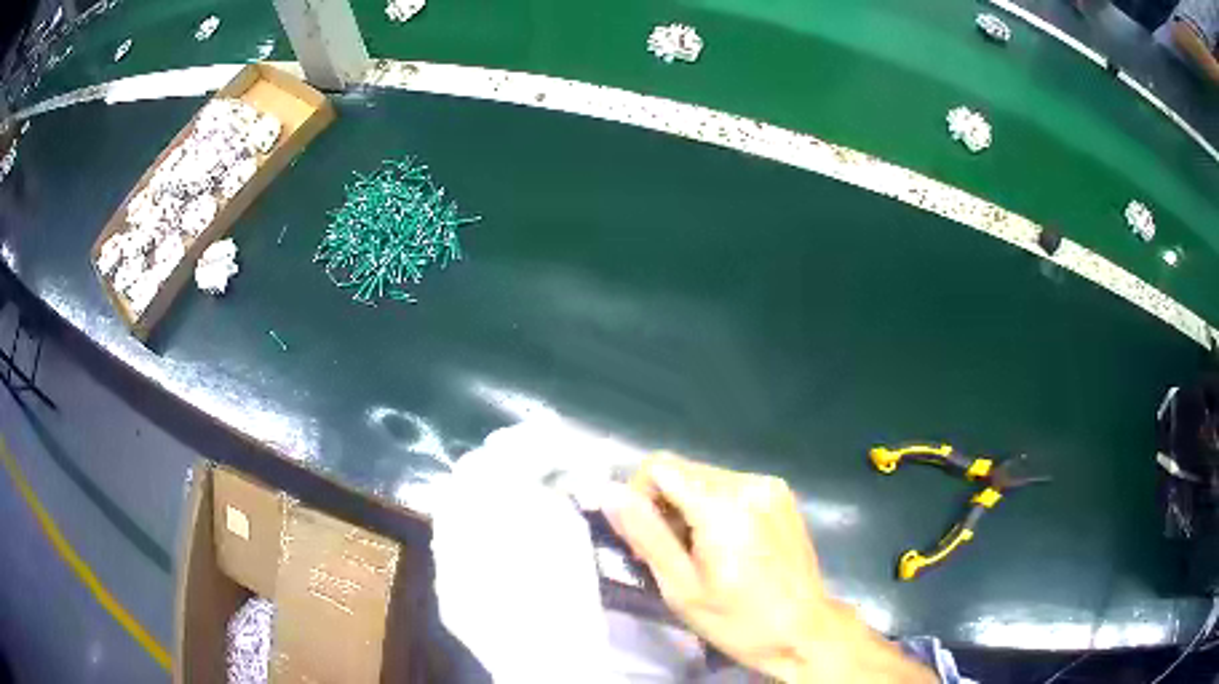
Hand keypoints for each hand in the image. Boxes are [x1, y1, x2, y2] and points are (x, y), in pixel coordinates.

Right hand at [607, 452, 935, 682]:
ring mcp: (771, 486)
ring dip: (689, 507)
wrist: (804, 631)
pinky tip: (727, 544)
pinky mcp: (782, 495)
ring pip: (706, 478)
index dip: (639, 496)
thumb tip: (610, 492)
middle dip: (664, 505)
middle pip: (684, 471)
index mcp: (723, 505)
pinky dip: (716, 507)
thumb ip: (646, 535)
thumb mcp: (682, 588)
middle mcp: (749, 482)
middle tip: (671, 554)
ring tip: (701, 553)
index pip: (660, 467)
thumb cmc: (739, 620)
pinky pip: (732, 486)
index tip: (644, 537)